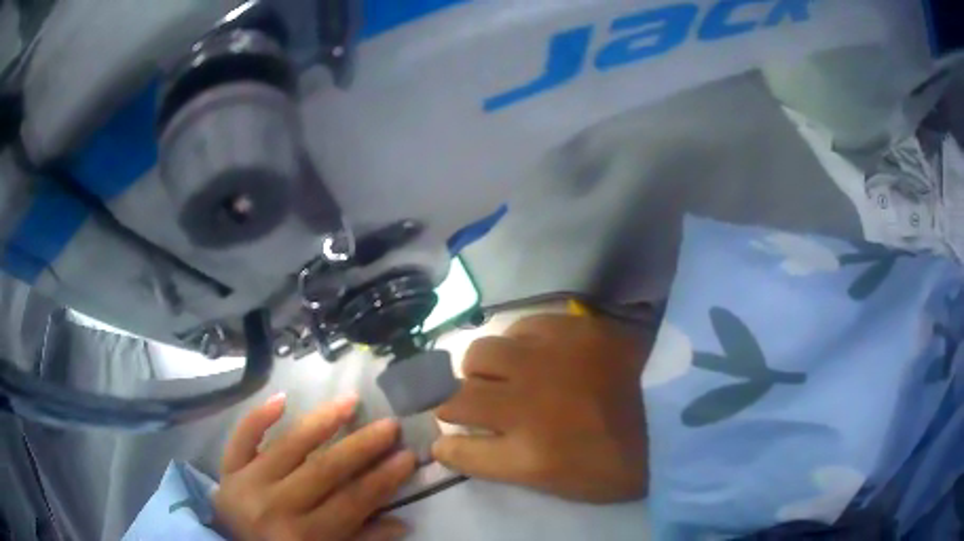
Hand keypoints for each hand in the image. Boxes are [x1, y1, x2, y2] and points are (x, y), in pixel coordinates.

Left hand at [214, 394, 416, 540]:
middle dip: (361, 447)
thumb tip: (401, 523)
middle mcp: (276, 506)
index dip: (382, 479)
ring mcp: (248, 483)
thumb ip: (361, 540)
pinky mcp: (228, 469)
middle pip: (324, 470)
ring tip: (350, 401)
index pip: (352, 501)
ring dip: (321, 422)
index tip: (407, 455)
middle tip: (389, 425)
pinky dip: (259, 417)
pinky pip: (242, 438)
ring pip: (288, 447)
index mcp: (305, 536)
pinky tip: (282, 398)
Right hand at [433, 313, 650, 502]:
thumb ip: (508, 465)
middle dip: (452, 406)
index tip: (445, 442)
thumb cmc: (622, 463)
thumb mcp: (562, 484)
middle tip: (471, 407)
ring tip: (500, 375)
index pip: (457, 450)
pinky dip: (517, 343)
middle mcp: (526, 406)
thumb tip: (468, 443)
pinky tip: (534, 352)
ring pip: (478, 354)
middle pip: (455, 398)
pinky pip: (519, 327)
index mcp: (529, 457)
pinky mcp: (571, 328)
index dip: (445, 447)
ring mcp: (547, 361)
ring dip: (480, 371)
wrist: (679, 413)